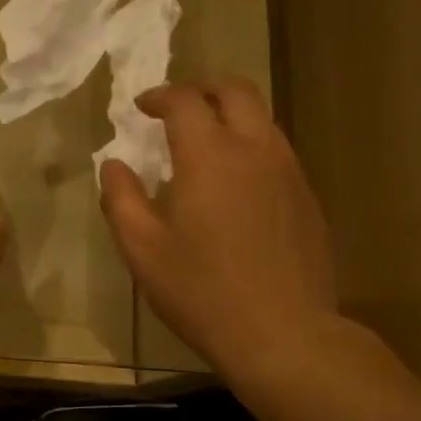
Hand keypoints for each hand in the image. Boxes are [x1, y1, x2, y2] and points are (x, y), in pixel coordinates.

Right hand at [100, 79, 337, 379]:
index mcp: (209, 156)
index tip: (141, 107)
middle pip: (236, 91)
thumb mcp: (142, 249)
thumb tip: (113, 164)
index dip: (160, 96)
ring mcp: (288, 172)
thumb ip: (120, 198)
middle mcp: (255, 150)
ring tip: (204, 140)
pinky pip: (277, 151)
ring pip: (262, 118)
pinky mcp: (307, 198)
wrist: (283, 333)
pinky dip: (250, 145)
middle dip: (202, 87)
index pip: (185, 101)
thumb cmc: (201, 291)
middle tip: (178, 104)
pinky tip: (234, 181)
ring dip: (230, 114)